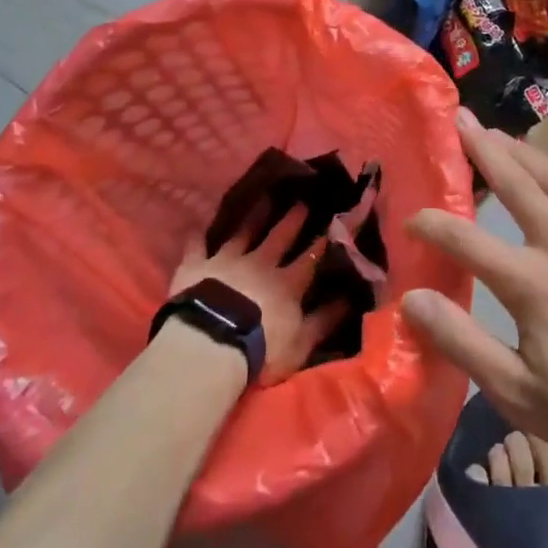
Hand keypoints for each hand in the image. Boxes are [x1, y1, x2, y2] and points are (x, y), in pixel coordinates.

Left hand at [168, 204, 343, 382]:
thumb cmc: (261, 349)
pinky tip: (197, 225)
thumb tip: (351, 299)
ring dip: (254, 216)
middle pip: (279, 237)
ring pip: (243, 232)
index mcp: (287, 283)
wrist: (211, 343)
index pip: (310, 258)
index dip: (322, 242)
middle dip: (292, 219)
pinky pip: (197, 246)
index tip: (334, 221)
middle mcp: (260, 263)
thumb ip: (325, 320)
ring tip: (263, 198)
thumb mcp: (301, 342)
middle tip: (301, 200)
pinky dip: (198, 235)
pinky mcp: (197, 266)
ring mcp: (227, 261)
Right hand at [402, 110, 547, 467]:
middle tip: (460, 119)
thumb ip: (461, 341)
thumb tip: (412, 299)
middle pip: (516, 182)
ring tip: (498, 134)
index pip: (466, 240)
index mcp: (532, 283)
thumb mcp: (518, 392)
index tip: (411, 217)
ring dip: (523, 152)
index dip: (433, 224)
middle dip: (482, 148)